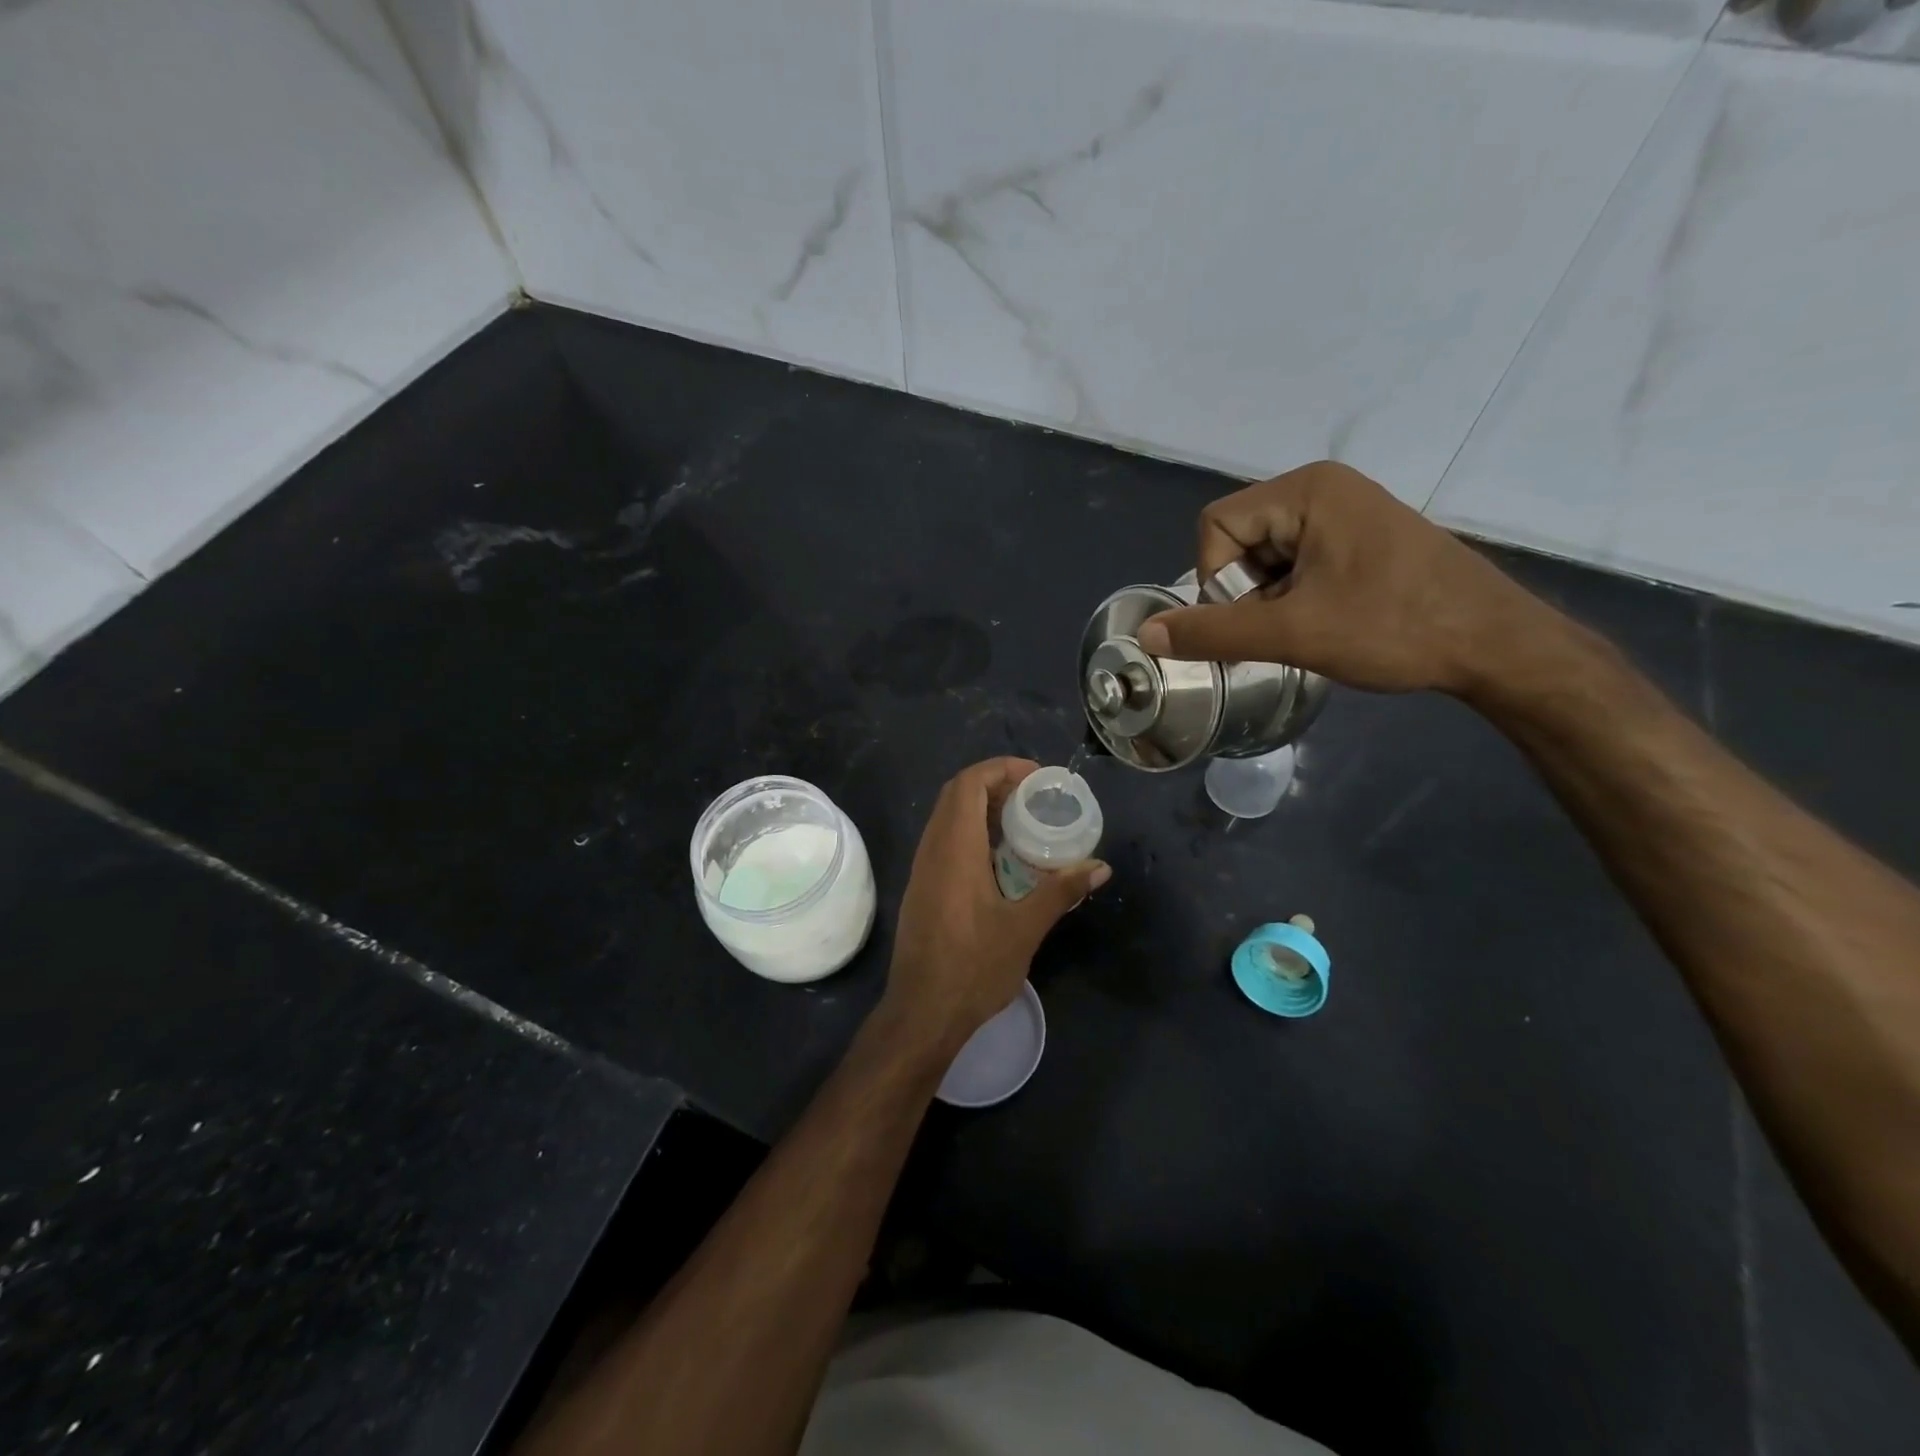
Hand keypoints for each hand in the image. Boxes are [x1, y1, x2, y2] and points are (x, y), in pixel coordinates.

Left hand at [883, 758, 1109, 1053]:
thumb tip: (1099, 866)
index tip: (1036, 778)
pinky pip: (944, 840)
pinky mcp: (921, 888)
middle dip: (994, 783)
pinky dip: (971, 831)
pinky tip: (999, 857)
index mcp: (954, 849)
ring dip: (981, 807)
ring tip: (1022, 820)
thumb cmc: (973, 968)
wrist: (921, 1014)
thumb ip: (1060, 891)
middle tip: (1034, 796)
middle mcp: (931, 850)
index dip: (1001, 769)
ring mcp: (922, 870)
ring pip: (947, 817)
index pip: (968, 784)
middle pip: (956, 794)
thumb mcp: (1024, 929)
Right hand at [1137, 461, 1566, 698]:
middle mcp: (1322, 489)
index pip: (1216, 527)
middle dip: (1247, 594)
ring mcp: (1345, 513)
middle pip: (1239, 541)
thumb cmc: (1394, 627)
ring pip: (1266, 559)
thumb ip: (1212, 632)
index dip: (1217, 580)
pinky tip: (1325, 625)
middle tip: (1283, 629)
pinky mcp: (1360, 540)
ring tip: (1309, 631)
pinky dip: (1294, 599)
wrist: (1496, 645)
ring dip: (1270, 602)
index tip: (1253, 618)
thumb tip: (1146, 635)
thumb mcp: (1292, 633)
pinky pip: (1298, 564)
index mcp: (1306, 490)